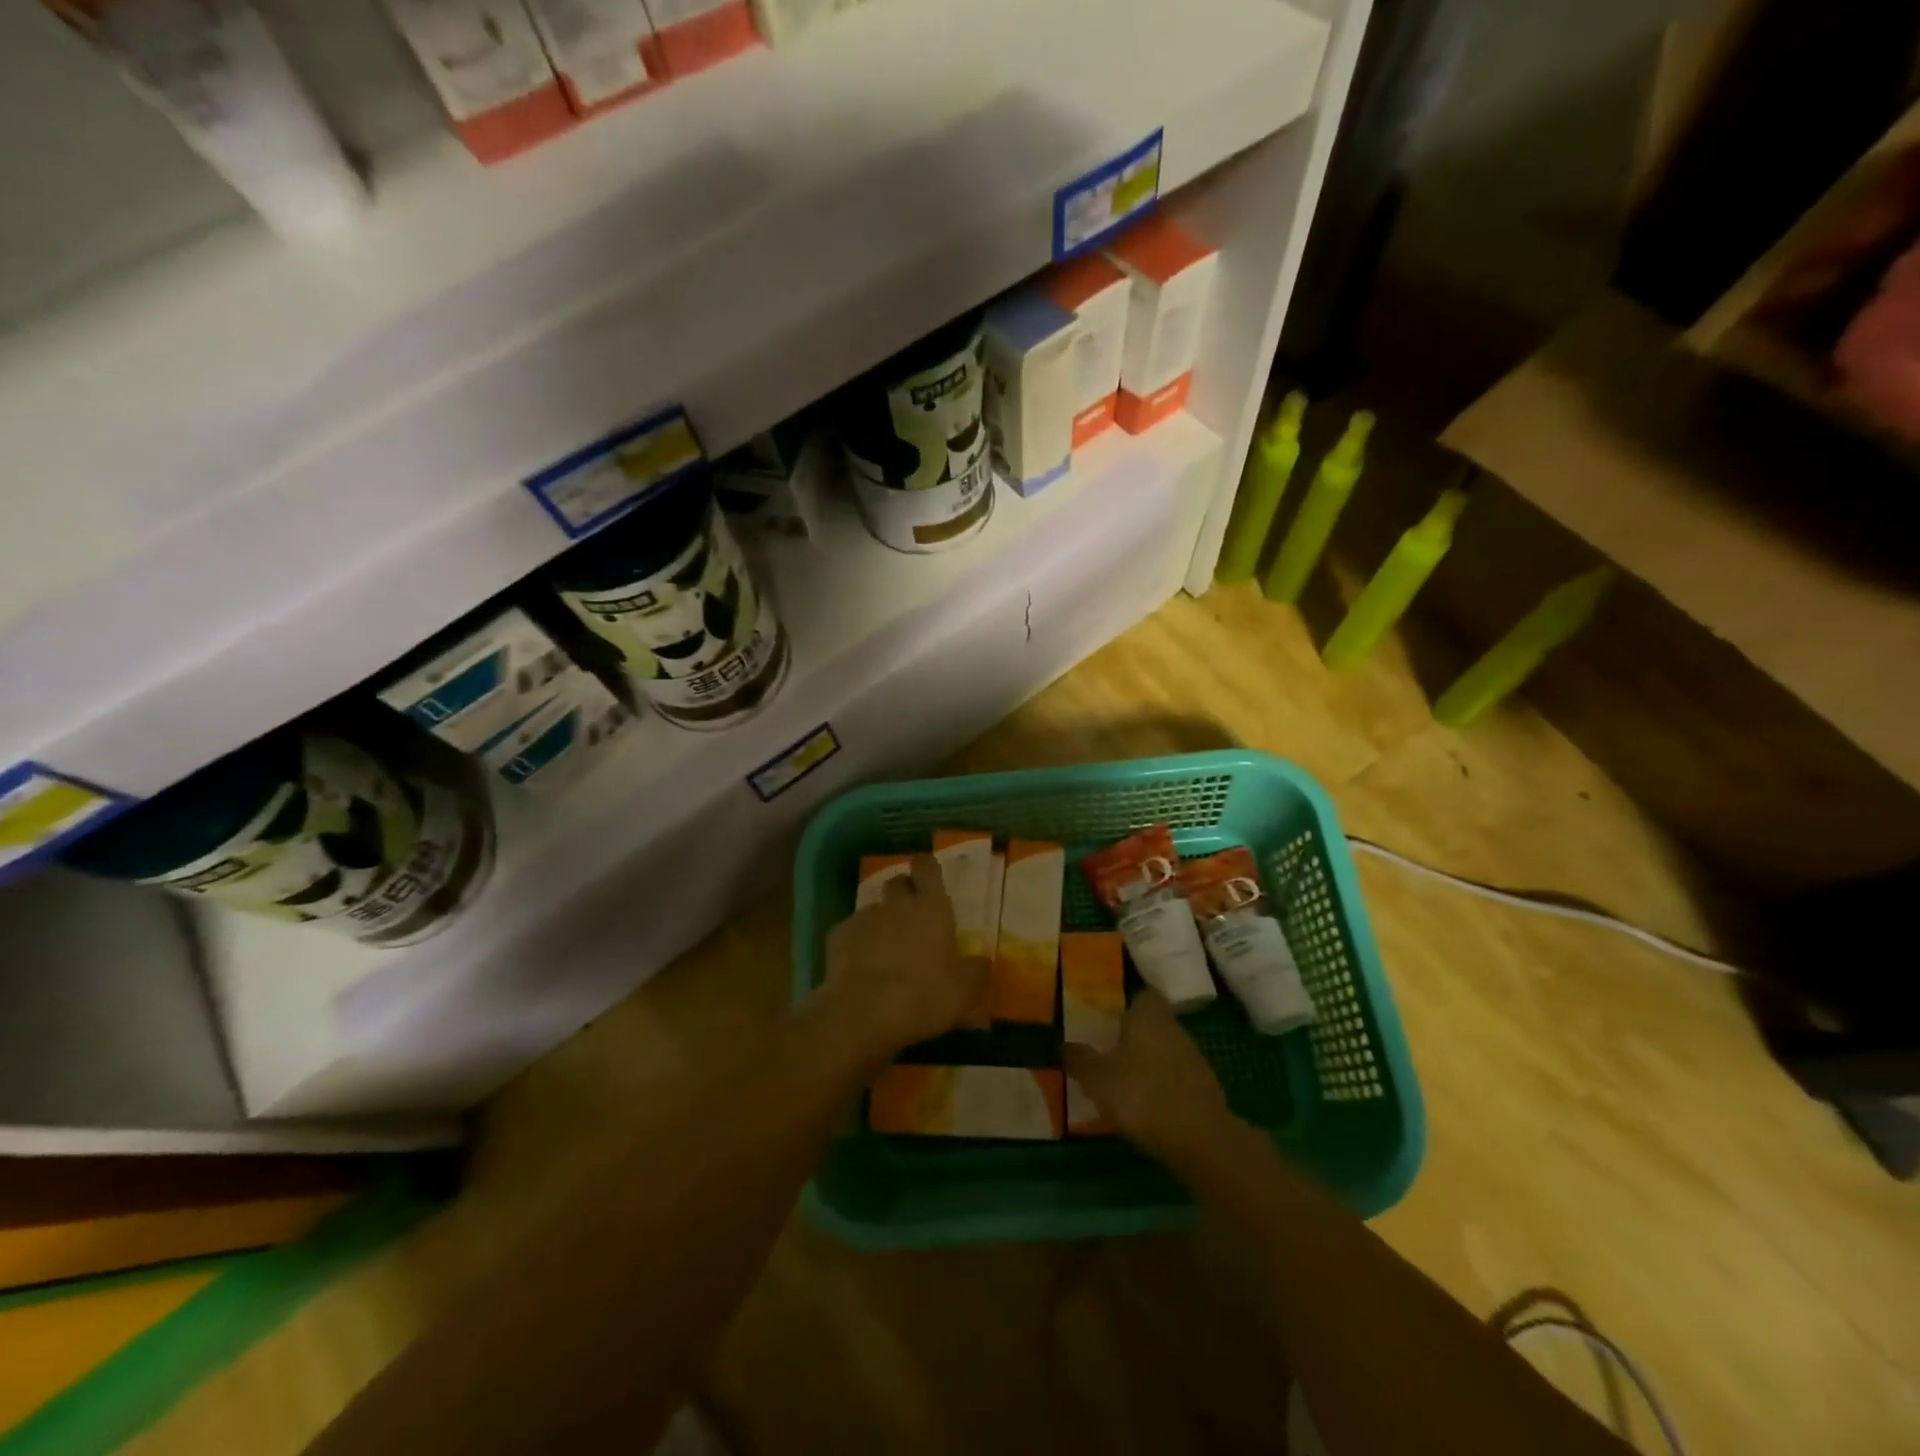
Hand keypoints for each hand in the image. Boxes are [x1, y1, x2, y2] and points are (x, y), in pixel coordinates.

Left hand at [818, 854, 986, 1060]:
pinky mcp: (837, 936)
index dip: (927, 867)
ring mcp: (864, 918)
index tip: (929, 876)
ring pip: (874, 908)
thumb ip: (976, 970)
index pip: (927, 867)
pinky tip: (860, 966)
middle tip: (912, 917)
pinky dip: (856, 942)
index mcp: (931, 907)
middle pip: (897, 882)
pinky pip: (850, 931)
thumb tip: (982, 961)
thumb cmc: (924, 996)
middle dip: (904, 893)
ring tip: (886, 949)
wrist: (863, 1014)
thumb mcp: (964, 991)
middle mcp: (897, 904)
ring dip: (881, 921)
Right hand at [1064, 990, 1235, 1160]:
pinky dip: (1163, 1086)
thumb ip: (1079, 1059)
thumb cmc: (1142, 1096)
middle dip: (1134, 1036)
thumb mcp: (1097, 1079)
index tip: (1108, 1019)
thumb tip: (1062, 1044)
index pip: (1141, 995)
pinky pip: (1177, 1077)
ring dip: (1149, 1062)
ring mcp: (1194, 1057)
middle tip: (1109, 1052)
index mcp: (1147, 1016)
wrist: (1201, 1140)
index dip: (1126, 1004)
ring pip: (1166, 1050)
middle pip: (1153, 1023)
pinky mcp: (1206, 1088)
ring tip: (1125, 1083)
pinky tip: (1148, 1106)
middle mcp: (1174, 1028)